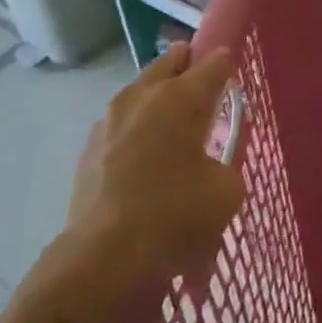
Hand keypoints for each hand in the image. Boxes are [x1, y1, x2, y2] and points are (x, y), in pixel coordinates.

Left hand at [18, 46, 246, 322]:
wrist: (102, 261)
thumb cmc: (175, 217)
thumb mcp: (227, 193)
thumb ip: (227, 164)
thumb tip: (213, 164)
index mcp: (182, 96)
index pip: (214, 62)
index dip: (227, 66)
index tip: (233, 79)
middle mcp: (144, 95)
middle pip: (171, 62)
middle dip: (188, 67)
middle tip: (203, 91)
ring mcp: (110, 119)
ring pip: (141, 90)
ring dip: (158, 98)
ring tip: (172, 127)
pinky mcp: (88, 148)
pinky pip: (120, 124)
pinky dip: (135, 130)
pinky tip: (142, 159)